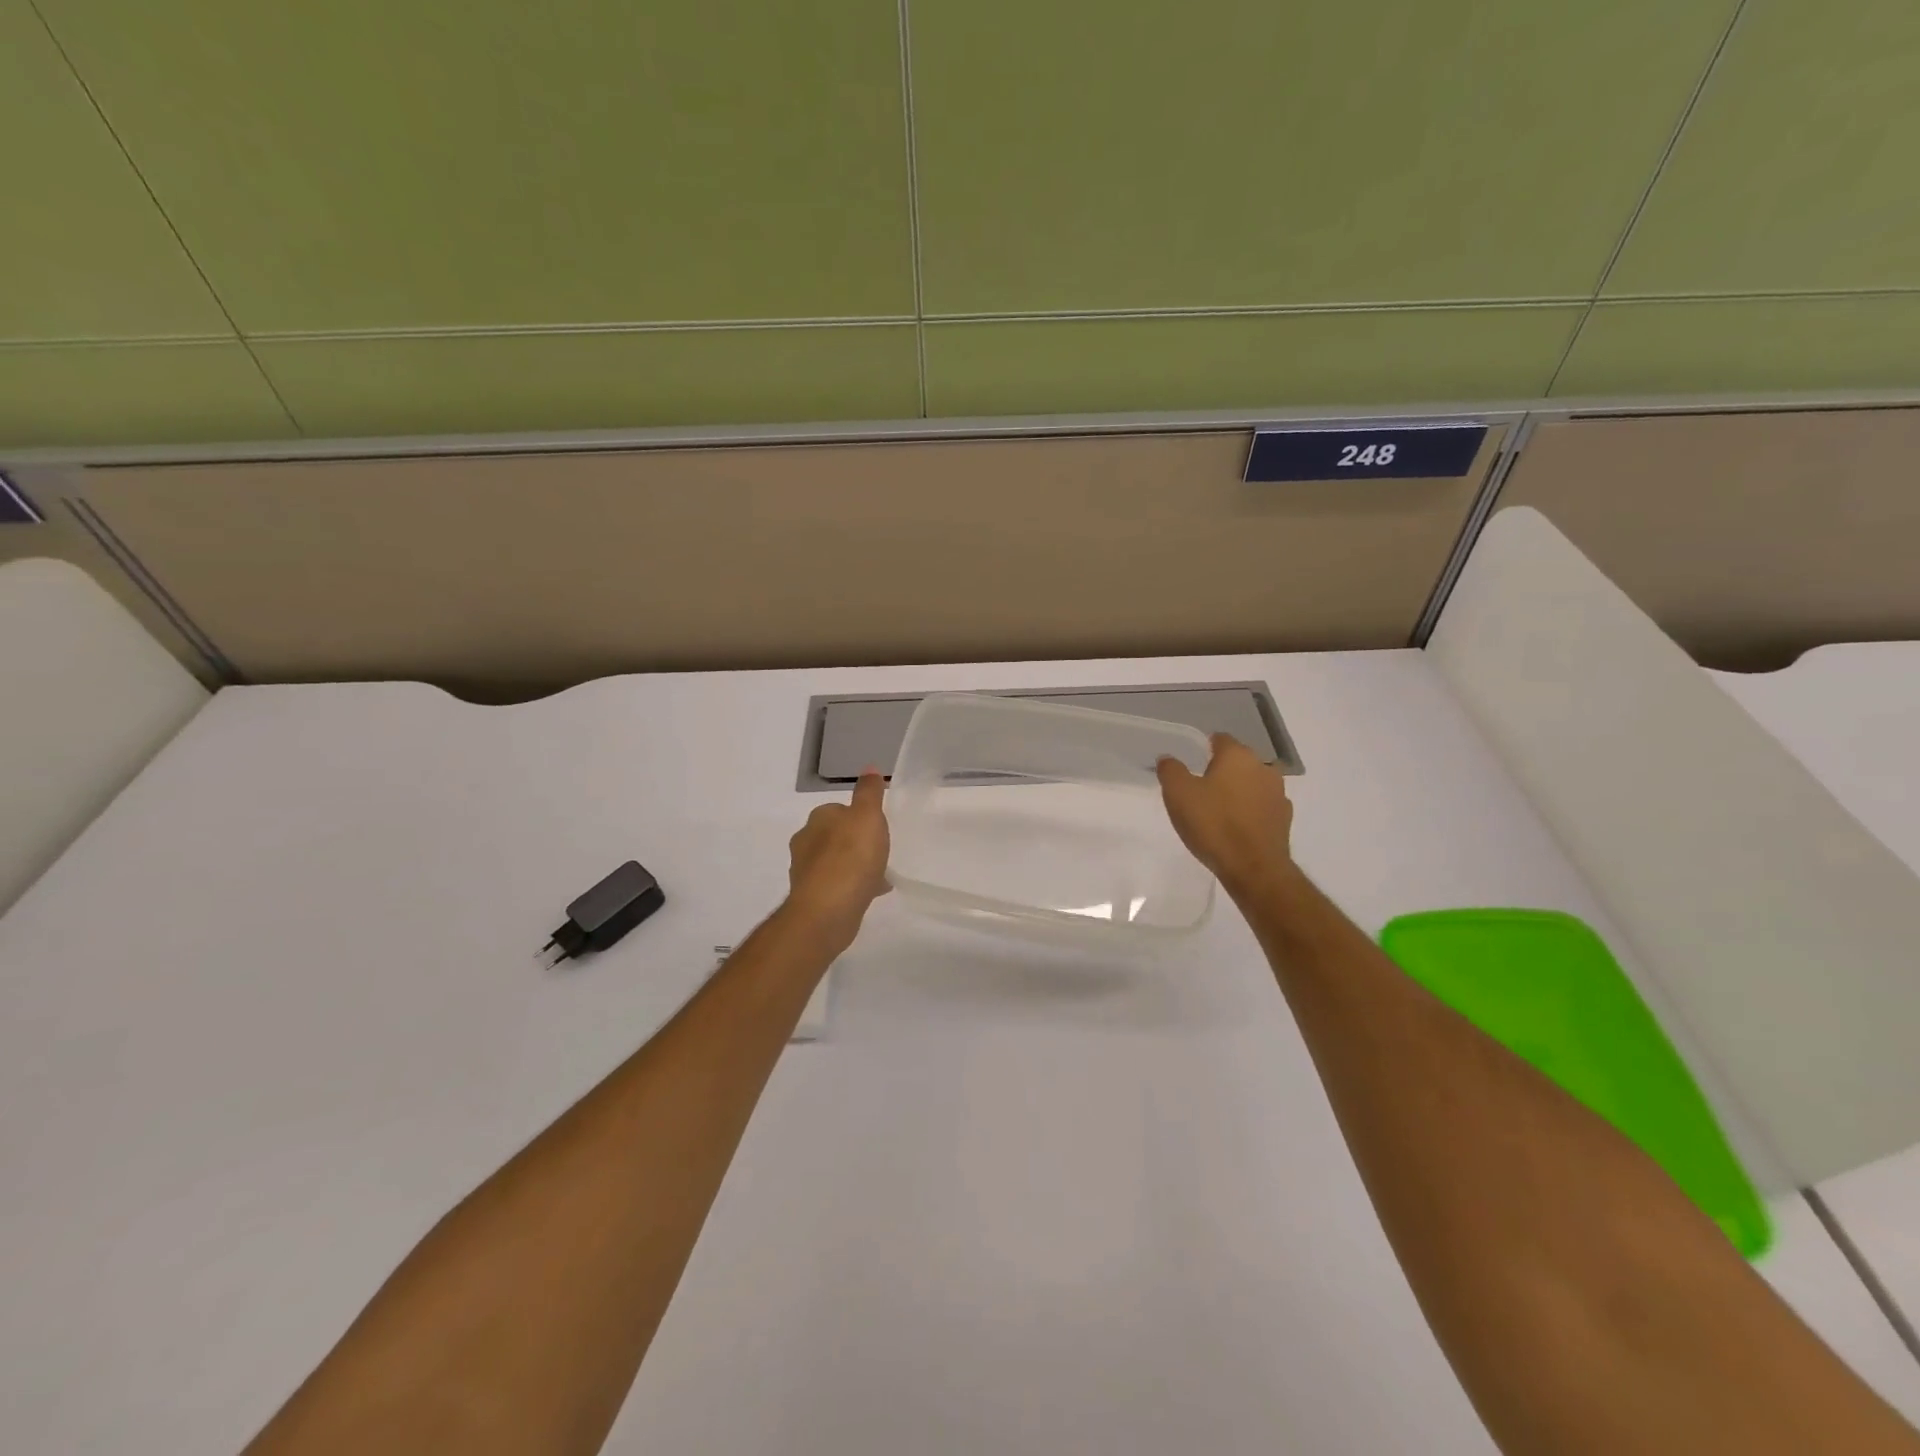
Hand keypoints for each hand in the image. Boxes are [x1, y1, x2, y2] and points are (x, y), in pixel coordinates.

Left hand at [787, 769, 890, 950]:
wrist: (827, 911)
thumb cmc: (850, 857)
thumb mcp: (867, 816)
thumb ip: (869, 793)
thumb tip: (868, 768)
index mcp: (817, 819)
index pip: (839, 810)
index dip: (860, 817)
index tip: (878, 827)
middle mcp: (805, 842)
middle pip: (836, 836)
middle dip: (856, 843)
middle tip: (881, 851)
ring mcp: (806, 872)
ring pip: (836, 862)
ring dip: (855, 866)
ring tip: (881, 875)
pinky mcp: (812, 898)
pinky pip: (837, 886)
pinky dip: (853, 886)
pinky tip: (872, 893)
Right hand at [1157, 734, 1295, 898]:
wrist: (1253, 868)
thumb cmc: (1213, 824)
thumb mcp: (1178, 794)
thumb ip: (1170, 770)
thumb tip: (1168, 758)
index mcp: (1238, 756)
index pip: (1220, 739)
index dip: (1204, 747)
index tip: (1191, 762)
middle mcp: (1263, 767)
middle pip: (1238, 761)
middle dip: (1222, 770)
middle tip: (1200, 789)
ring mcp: (1278, 794)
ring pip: (1253, 783)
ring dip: (1238, 791)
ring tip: (1219, 810)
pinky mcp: (1285, 819)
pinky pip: (1262, 806)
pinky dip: (1250, 811)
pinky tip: (1237, 827)